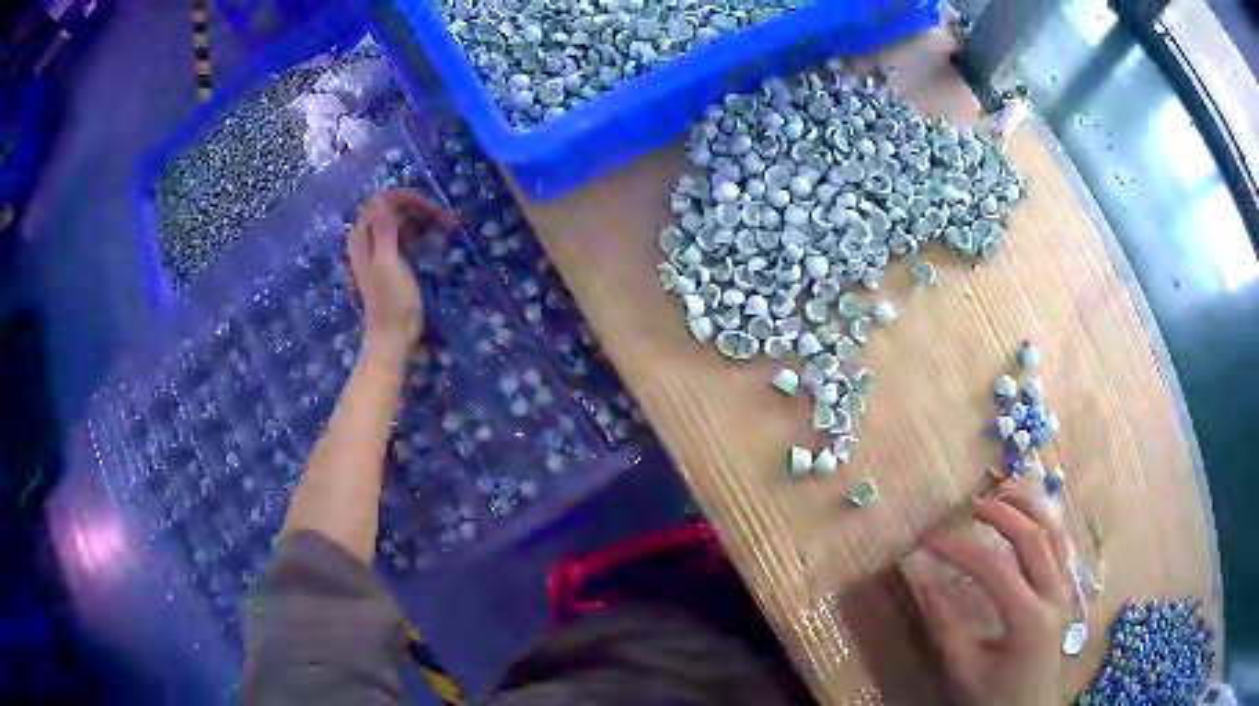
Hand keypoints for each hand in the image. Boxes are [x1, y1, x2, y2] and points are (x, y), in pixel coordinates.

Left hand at [346, 191, 455, 367]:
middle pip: (392, 210)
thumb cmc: (391, 302)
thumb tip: (380, 196)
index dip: (405, 200)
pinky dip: (422, 233)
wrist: (394, 337)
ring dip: (423, 219)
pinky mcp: (393, 260)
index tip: (430, 209)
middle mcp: (369, 239)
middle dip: (418, 209)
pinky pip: (406, 237)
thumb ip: (383, 229)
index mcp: (362, 238)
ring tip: (449, 224)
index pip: (382, 202)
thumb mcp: (387, 262)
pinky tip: (439, 235)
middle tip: (445, 217)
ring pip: (401, 222)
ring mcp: (381, 250)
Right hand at [908, 491, 1070, 705]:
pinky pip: (1060, 548)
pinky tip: (1030, 519)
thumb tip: (922, 577)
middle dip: (1003, 514)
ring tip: (1007, 491)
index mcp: (1029, 618)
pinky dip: (1045, 524)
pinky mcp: (1064, 595)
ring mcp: (1064, 592)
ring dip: (1031, 509)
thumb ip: (946, 623)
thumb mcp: (964, 669)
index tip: (928, 541)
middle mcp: (1053, 596)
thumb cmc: (993, 698)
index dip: (960, 549)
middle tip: (972, 504)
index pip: (995, 569)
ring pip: (1055, 536)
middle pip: (1035, 538)